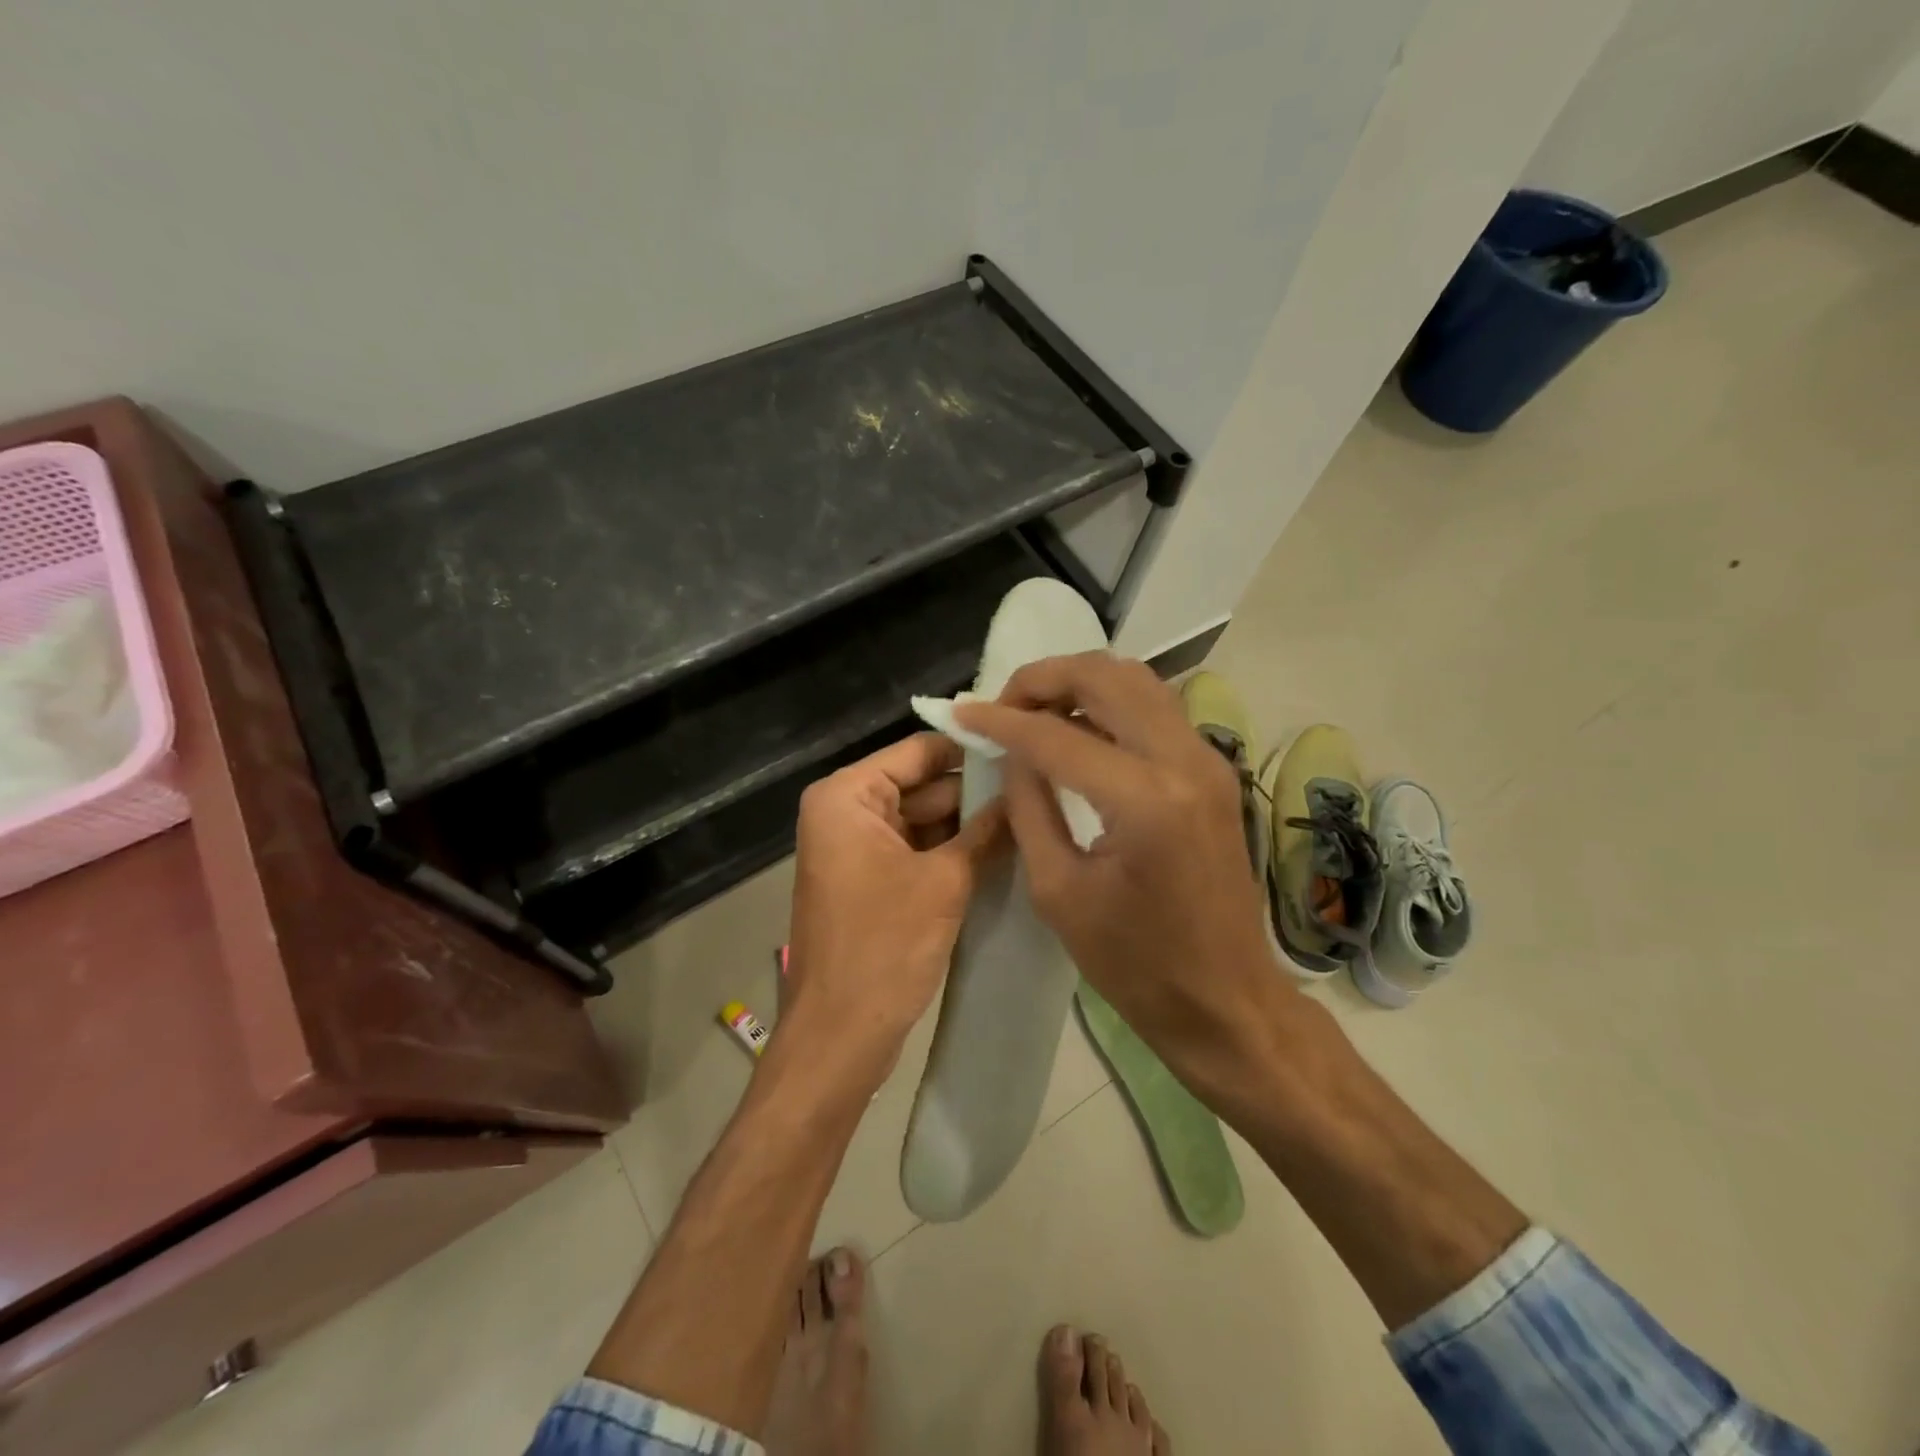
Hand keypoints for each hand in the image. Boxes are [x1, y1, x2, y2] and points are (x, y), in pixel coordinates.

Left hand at [782, 733, 1007, 1091]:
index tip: (1026, 752)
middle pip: (922, 784)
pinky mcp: (871, 881)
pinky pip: (917, 850)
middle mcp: (846, 811)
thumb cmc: (883, 949)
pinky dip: (952, 852)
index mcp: (847, 796)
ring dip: (969, 825)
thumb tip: (1024, 790)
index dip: (971, 751)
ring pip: (924, 819)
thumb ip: (986, 830)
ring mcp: (857, 848)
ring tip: (1031, 818)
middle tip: (1039, 791)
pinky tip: (1003, 852)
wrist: (839, 1038)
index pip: (920, 751)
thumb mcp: (945, 881)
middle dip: (976, 793)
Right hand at [954, 655, 1289, 1089]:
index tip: (962, 713)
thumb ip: (1029, 808)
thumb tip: (1013, 754)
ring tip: (1035, 711)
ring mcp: (1208, 760)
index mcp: (1145, 801)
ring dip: (1079, 682)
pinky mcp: (1213, 770)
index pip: (1057, 735)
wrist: (1226, 999)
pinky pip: (1155, 708)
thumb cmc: (1136, 964)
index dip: (1001, 720)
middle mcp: (1185, 761)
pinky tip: (1077, 729)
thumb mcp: (1059, 891)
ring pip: (1137, 680)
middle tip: (1003, 705)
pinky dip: (1109, 702)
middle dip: (1044, 678)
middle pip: (1106, 676)